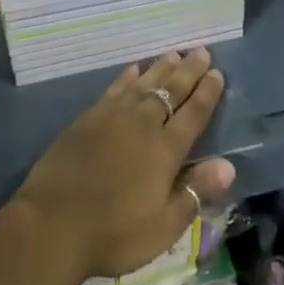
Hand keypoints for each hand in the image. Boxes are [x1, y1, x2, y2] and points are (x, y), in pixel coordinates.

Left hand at [10, 48, 236, 282]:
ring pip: (143, 84)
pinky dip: (128, 77)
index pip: (193, 115)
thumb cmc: (114, 233)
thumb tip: (229, 165)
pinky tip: (134, 70)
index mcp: (164, 150)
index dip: (207, 94)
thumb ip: (195, 192)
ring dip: (161, 68)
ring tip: (175, 54)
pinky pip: (115, 88)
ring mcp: (113, 116)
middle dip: (189, 71)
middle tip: (202, 51)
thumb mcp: (163, 226)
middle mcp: (141, 124)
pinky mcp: (89, 117)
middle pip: (170, 91)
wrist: (54, 222)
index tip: (218, 73)